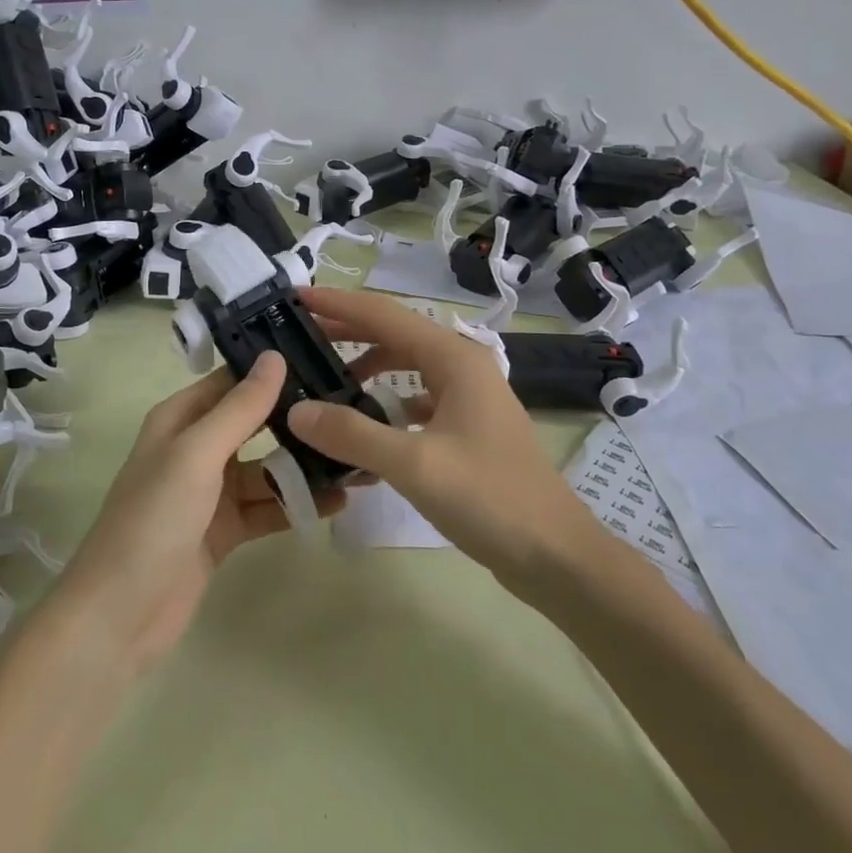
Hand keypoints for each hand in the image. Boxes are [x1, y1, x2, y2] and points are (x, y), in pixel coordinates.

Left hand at [50, 353, 343, 675]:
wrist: (119, 617)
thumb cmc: (153, 520)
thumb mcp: (197, 455)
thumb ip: (239, 408)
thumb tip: (275, 356)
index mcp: (180, 420)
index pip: (231, 381)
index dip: (271, 368)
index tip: (323, 356)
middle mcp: (195, 449)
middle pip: (253, 423)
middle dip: (295, 417)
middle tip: (351, 405)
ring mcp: (210, 492)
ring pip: (265, 468)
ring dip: (303, 465)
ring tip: (354, 457)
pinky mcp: (224, 530)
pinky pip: (267, 507)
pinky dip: (296, 504)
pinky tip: (336, 501)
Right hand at [287, 288, 600, 587]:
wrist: (556, 555)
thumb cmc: (491, 499)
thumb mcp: (415, 465)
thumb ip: (353, 434)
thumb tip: (296, 411)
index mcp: (454, 358)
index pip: (384, 315)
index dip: (338, 304)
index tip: (296, 297)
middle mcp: (462, 366)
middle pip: (395, 334)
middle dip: (348, 331)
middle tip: (300, 336)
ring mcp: (469, 397)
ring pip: (408, 367)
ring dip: (368, 366)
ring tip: (327, 380)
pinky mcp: (469, 426)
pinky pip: (419, 399)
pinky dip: (388, 403)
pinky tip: (369, 424)